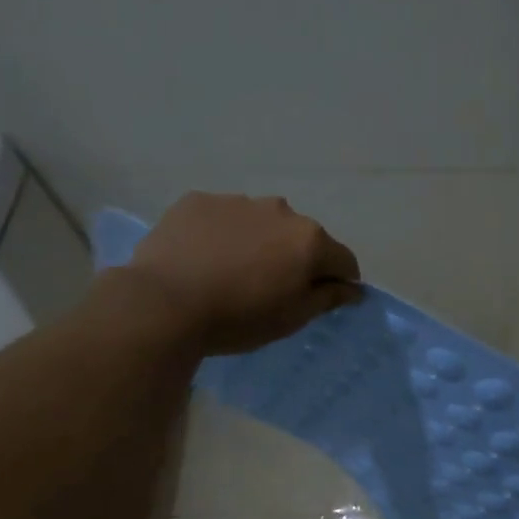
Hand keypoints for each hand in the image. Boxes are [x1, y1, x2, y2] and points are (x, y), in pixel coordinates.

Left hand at [126, 193, 361, 353]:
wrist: (164, 304)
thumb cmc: (239, 317)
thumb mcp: (292, 318)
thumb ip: (328, 298)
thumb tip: (354, 288)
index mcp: (310, 239)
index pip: (343, 260)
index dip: (340, 282)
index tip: (325, 300)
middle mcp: (280, 210)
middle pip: (301, 237)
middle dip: (296, 258)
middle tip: (273, 288)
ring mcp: (237, 201)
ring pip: (262, 223)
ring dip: (259, 243)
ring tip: (234, 272)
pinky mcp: (197, 201)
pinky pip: (222, 218)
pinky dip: (223, 234)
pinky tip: (205, 259)